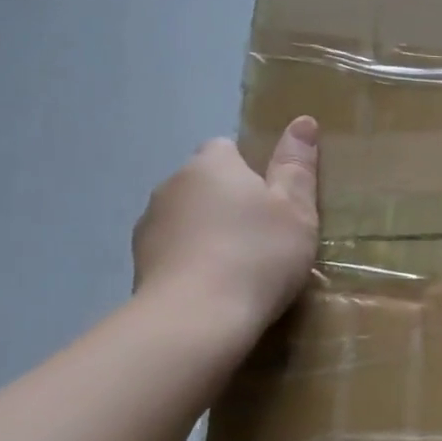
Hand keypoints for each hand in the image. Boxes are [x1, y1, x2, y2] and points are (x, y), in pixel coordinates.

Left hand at [132, 117, 320, 334]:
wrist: (196, 319)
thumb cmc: (258, 255)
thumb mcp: (296, 210)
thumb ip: (297, 166)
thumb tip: (302, 121)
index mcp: (211, 165)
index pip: (227, 148)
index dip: (252, 170)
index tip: (274, 201)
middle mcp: (172, 185)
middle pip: (206, 183)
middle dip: (230, 202)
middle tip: (266, 236)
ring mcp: (149, 226)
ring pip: (188, 218)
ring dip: (209, 232)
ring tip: (241, 268)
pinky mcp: (139, 264)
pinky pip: (174, 251)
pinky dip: (192, 261)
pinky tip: (215, 288)